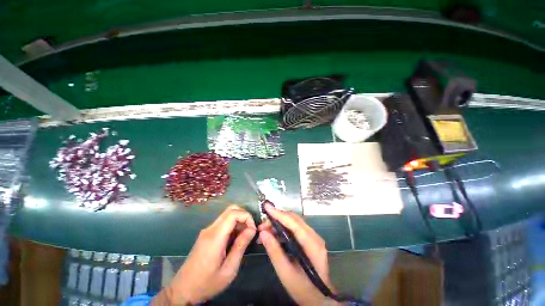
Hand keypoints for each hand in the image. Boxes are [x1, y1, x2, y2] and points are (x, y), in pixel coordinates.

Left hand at [153, 205, 255, 304]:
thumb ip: (241, 246)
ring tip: (244, 236)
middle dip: (244, 215)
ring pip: (227, 215)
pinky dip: (233, 225)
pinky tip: (235, 239)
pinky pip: (223, 222)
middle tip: (250, 230)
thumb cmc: (207, 283)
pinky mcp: (206, 234)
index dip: (246, 216)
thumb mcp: (229, 269)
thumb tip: (252, 229)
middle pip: (230, 209)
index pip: (233, 213)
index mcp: (215, 236)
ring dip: (239, 220)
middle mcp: (210, 229)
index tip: (253, 229)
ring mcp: (207, 230)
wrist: (183, 290)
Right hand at [258, 203, 336, 305]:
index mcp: (312, 245)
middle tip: (262, 226)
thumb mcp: (285, 273)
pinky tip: (274, 235)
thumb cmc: (303, 289)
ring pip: (294, 222)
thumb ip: (274, 251)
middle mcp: (315, 236)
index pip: (294, 223)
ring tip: (265, 231)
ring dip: (279, 223)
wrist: (319, 298)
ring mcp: (314, 237)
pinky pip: (295, 228)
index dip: (279, 214)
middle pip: (294, 219)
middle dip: (277, 218)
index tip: (266, 207)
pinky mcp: (310, 239)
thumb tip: (263, 232)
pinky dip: (283, 228)